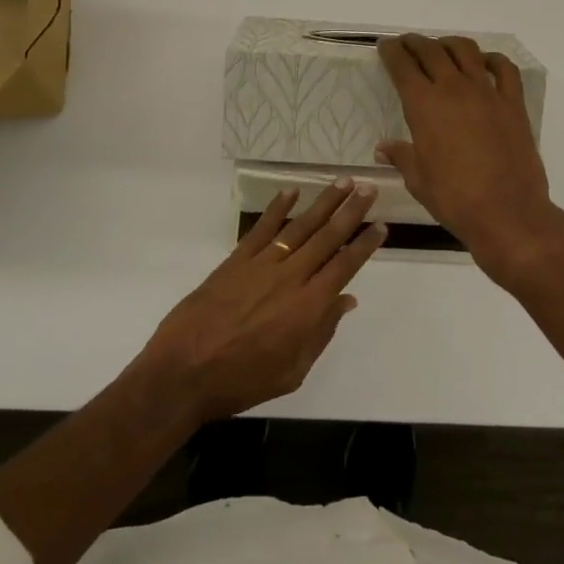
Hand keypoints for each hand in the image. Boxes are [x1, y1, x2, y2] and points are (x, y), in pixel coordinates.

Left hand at [135, 182, 384, 422]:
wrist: (183, 373)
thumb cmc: (242, 381)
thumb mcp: (291, 372)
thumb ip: (320, 333)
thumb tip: (346, 301)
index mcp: (308, 307)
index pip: (344, 266)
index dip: (364, 245)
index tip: (381, 225)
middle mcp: (290, 277)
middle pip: (327, 237)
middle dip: (350, 212)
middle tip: (368, 188)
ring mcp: (261, 265)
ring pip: (300, 227)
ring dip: (323, 203)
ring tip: (342, 181)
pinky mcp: (235, 261)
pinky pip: (261, 229)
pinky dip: (277, 208)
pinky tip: (291, 191)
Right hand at [377, 34, 563, 291]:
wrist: (506, 212)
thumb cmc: (454, 199)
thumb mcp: (418, 179)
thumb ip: (401, 156)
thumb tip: (383, 147)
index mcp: (424, 105)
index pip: (403, 67)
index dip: (392, 52)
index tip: (386, 45)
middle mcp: (454, 89)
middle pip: (431, 51)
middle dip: (415, 43)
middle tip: (407, 42)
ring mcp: (487, 93)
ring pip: (466, 51)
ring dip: (449, 44)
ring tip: (442, 48)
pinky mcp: (513, 103)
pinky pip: (505, 69)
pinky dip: (493, 59)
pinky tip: (485, 63)